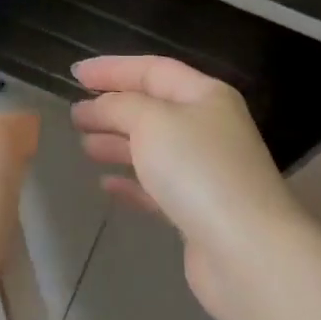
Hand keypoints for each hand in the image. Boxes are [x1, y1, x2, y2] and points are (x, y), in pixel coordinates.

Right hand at [70, 55, 301, 319]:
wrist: (246, 251)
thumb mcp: (152, 122)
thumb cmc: (198, 170)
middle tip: (75, 114)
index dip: (113, 68)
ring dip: (118, 143)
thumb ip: (120, 106)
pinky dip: (131, 182)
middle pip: (153, 108)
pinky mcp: (198, 212)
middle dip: (112, 107)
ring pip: (154, 148)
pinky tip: (106, 185)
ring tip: (84, 145)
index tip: (75, 73)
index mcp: (205, 95)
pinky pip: (157, 187)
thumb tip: (100, 106)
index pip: (154, 69)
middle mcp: (209, 128)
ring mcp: (206, 172)